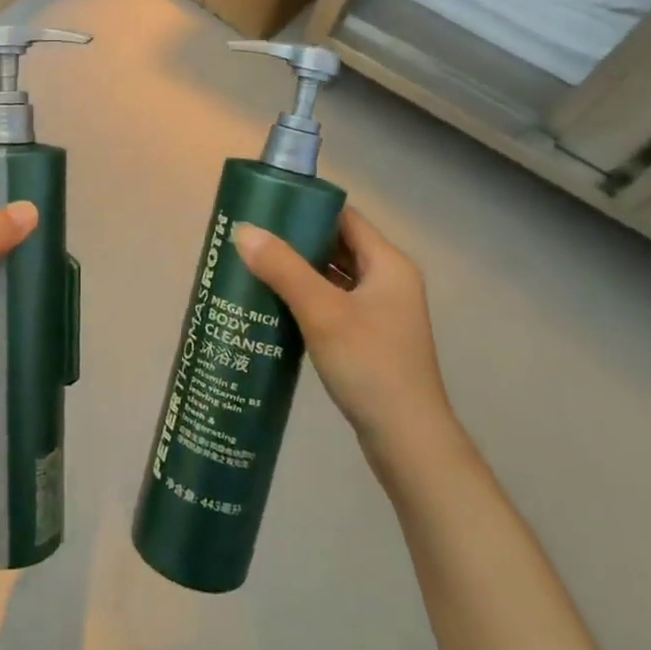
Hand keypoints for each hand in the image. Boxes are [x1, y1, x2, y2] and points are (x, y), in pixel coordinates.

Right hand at [232, 207, 458, 482]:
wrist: (407, 442)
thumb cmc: (370, 366)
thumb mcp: (322, 312)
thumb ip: (283, 268)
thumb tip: (242, 230)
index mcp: (388, 264)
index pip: (344, 217)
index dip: (307, 207)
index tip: (266, 207)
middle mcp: (388, 281)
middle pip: (337, 245)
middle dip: (296, 239)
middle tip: (251, 237)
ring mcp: (380, 312)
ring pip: (333, 276)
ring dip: (298, 270)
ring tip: (254, 265)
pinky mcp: (369, 338)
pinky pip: (333, 303)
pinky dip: (306, 297)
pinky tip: (274, 304)